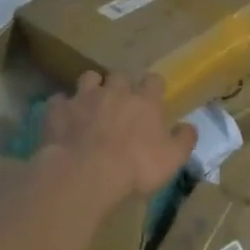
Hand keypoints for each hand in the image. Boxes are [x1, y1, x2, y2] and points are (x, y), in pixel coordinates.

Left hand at [40, 72, 196, 204]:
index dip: (152, 88)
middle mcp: (116, 91)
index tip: (152, 99)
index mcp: (145, 101)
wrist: (86, 173)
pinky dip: (62, 107)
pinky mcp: (59, 109)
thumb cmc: (136, 167)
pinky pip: (59, 100)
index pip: (154, 80)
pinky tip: (63, 119)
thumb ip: (183, 140)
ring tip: (90, 104)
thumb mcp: (172, 160)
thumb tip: (189, 126)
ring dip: (91, 88)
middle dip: (120, 86)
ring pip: (89, 77)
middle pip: (120, 75)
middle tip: (119, 105)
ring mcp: (84, 97)